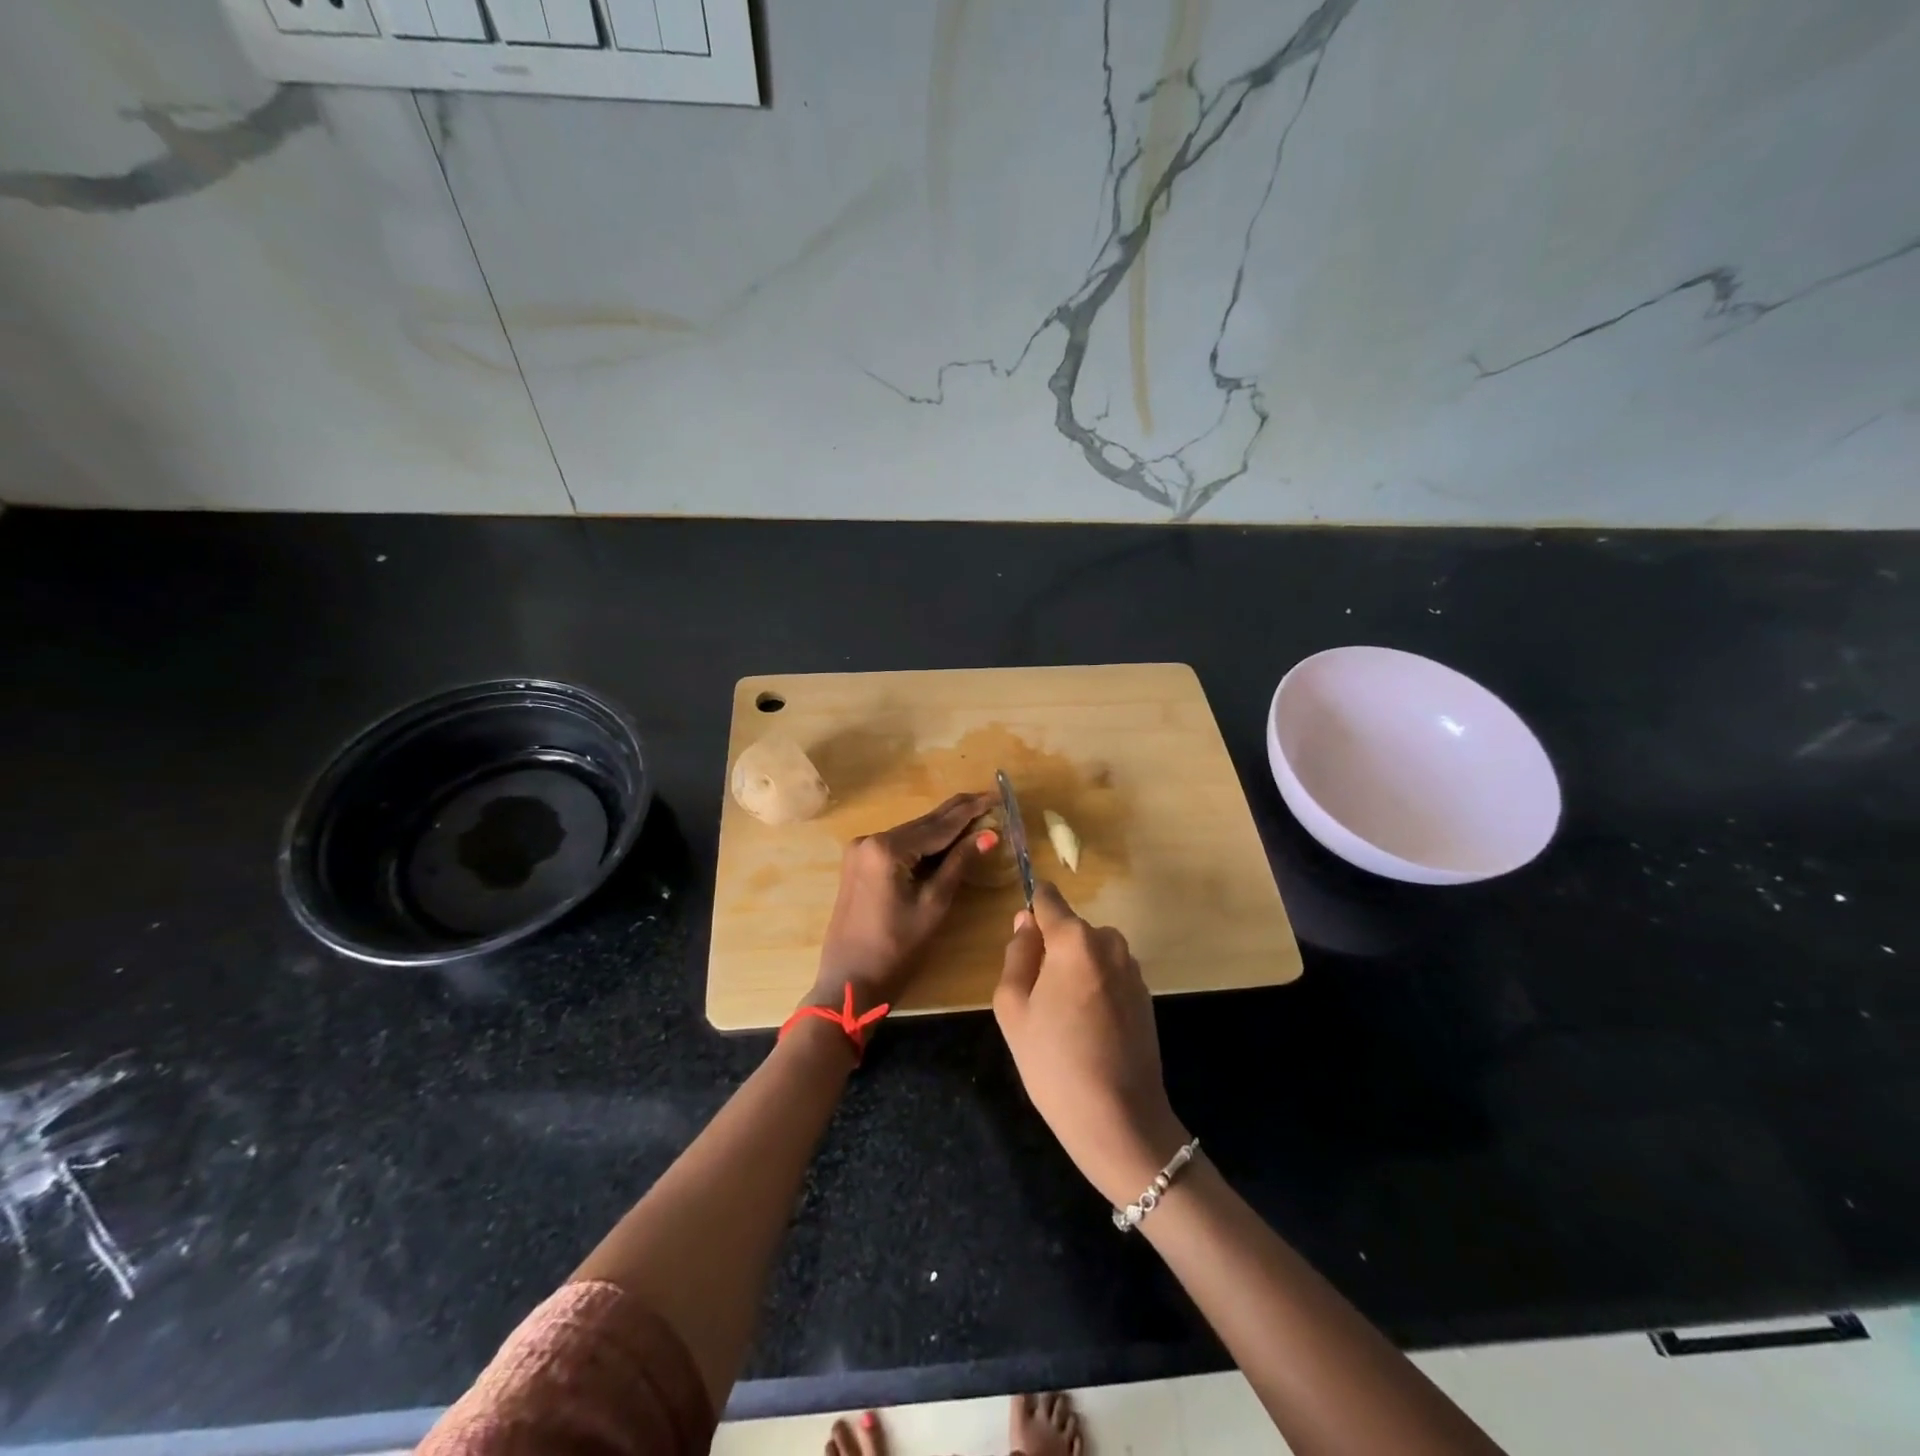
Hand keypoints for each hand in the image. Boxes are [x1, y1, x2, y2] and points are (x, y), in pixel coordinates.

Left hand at [810, 791, 995, 1013]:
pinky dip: (924, 844)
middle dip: (958, 814)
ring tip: (978, 817)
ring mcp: (860, 850)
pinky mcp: (859, 863)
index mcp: (887, 848)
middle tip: (991, 799)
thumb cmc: (895, 949)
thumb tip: (989, 834)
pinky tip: (947, 840)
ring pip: (912, 833)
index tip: (996, 794)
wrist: (849, 982)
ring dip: (943, 828)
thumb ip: (959, 864)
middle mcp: (870, 839)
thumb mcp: (933, 904)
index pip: (939, 824)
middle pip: (924, 823)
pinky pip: (899, 846)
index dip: (971, 810)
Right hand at [994, 882, 1188, 1205]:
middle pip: (1071, 929)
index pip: (1048, 898)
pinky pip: (1110, 975)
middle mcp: (1109, 942)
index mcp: (1074, 939)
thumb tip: (1025, 923)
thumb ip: (1017, 954)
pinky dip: (1096, 990)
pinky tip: (1090, 1031)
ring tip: (1064, 1020)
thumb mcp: (1013, 1007)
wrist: (1120, 1120)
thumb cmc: (1054, 1062)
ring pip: (1091, 953)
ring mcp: (1132, 968)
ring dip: (1076, 971)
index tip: (1021, 937)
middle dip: (1052, 951)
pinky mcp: (1146, 995)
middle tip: (1038, 999)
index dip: (1032, 910)